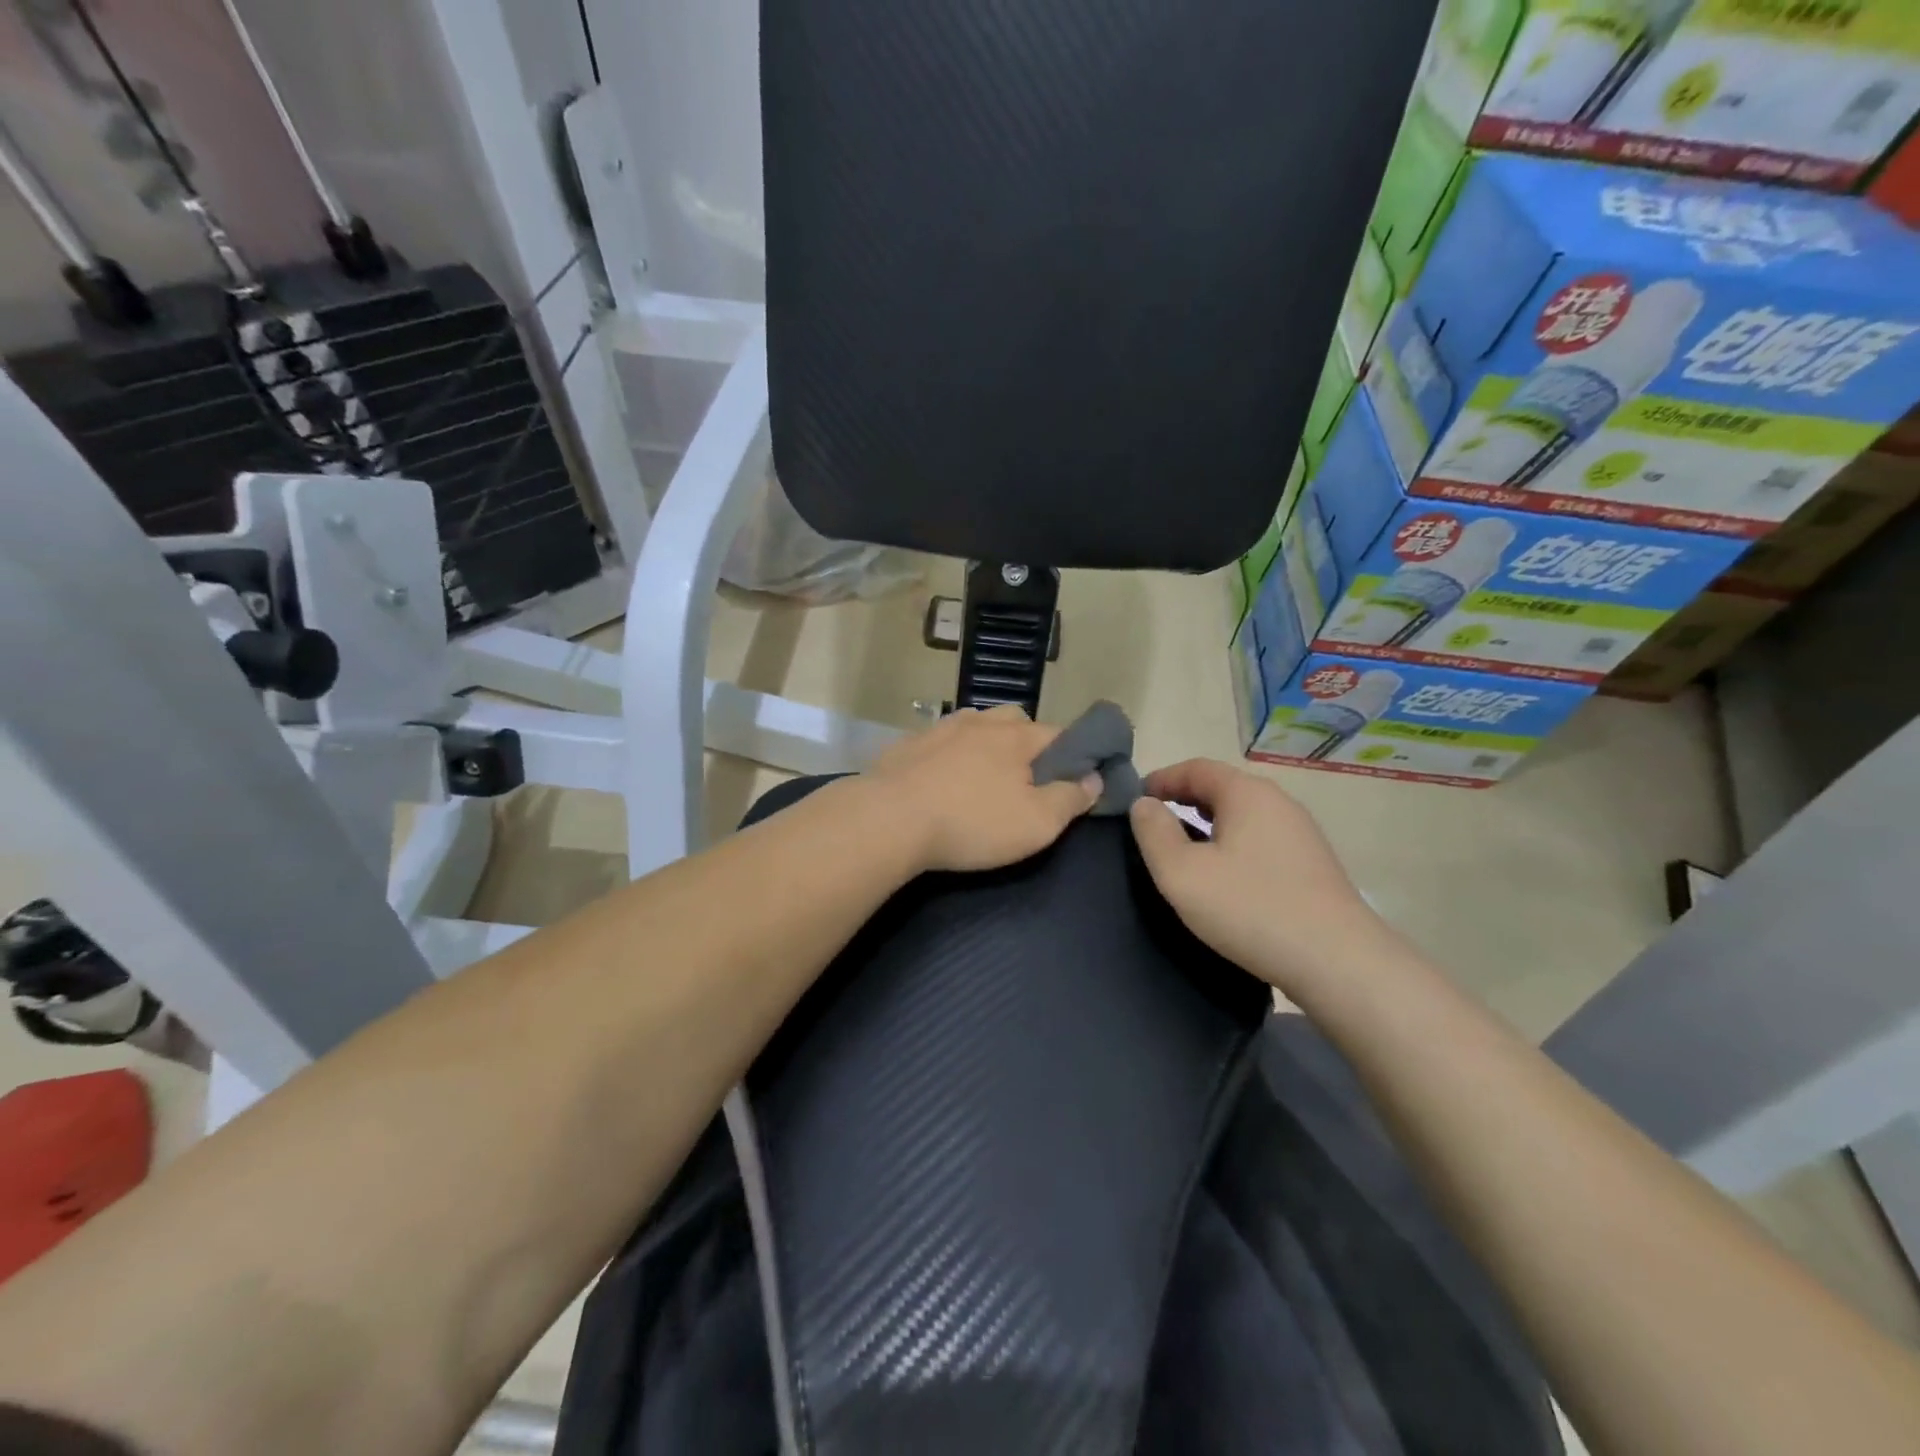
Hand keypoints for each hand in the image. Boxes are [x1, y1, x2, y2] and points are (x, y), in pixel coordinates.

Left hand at [867, 706, 1103, 872]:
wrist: (888, 820)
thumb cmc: (972, 823)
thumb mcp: (1037, 823)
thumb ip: (1070, 798)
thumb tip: (1094, 778)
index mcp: (1016, 736)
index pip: (1060, 733)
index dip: (1075, 754)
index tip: (1077, 777)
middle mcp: (980, 721)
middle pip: (1015, 720)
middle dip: (1027, 742)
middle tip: (1026, 778)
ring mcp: (939, 729)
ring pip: (975, 726)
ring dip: (985, 744)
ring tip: (982, 777)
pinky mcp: (907, 745)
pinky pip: (940, 742)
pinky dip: (949, 755)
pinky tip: (941, 779)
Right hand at [1128, 759, 1390, 991]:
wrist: (1337, 962)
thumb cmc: (1250, 908)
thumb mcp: (1182, 873)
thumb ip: (1154, 833)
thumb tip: (1144, 804)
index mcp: (1247, 794)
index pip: (1196, 768)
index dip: (1161, 779)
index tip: (1135, 800)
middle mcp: (1278, 802)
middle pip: (1222, 788)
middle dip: (1183, 800)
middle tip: (1154, 826)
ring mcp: (1300, 833)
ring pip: (1243, 815)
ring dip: (1208, 824)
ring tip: (1183, 852)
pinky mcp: (1312, 864)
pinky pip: (1260, 839)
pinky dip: (1232, 844)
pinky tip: (1224, 877)